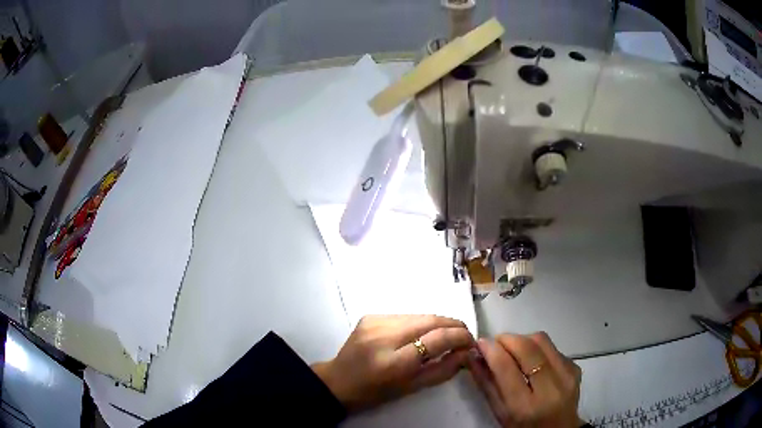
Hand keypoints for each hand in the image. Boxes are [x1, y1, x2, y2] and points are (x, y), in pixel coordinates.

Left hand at [312, 315, 473, 411]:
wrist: (338, 381)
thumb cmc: (375, 392)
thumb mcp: (411, 388)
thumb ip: (442, 370)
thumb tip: (467, 353)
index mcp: (394, 362)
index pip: (437, 339)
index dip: (460, 336)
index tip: (471, 341)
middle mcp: (384, 336)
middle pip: (430, 320)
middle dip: (453, 325)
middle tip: (464, 335)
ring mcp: (375, 322)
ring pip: (419, 315)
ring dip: (437, 323)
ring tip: (445, 335)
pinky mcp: (370, 316)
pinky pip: (404, 316)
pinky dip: (418, 323)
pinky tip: (420, 334)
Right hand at [468, 333, 582, 427]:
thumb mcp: (500, 413)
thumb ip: (486, 384)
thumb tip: (474, 355)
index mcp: (525, 407)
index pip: (506, 368)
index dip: (491, 350)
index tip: (480, 342)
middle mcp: (550, 388)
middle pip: (527, 347)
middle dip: (506, 339)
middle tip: (495, 343)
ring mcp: (567, 375)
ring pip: (542, 340)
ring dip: (522, 339)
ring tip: (513, 349)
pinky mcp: (576, 367)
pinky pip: (553, 347)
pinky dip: (538, 348)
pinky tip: (532, 360)